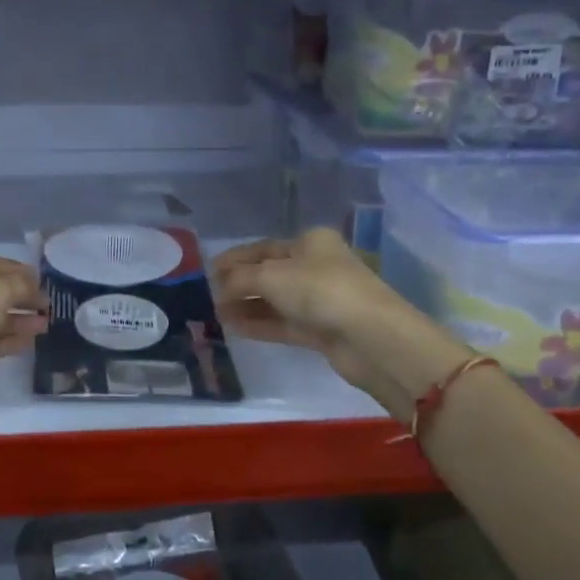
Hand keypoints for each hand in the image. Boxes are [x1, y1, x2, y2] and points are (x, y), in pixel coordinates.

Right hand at [211, 229, 412, 396]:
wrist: (371, 337)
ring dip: (248, 306)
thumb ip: (240, 280)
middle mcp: (317, 267)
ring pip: (276, 301)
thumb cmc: (320, 290)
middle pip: (270, 274)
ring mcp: (321, 300)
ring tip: (217, 315)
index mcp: (311, 242)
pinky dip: (260, 324)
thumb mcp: (272, 276)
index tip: (208, 271)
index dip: (235, 258)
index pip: (264, 247)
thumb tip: (219, 287)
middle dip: (240, 284)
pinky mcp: (323, 330)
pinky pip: (284, 323)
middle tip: (210, 296)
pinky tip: (235, 328)